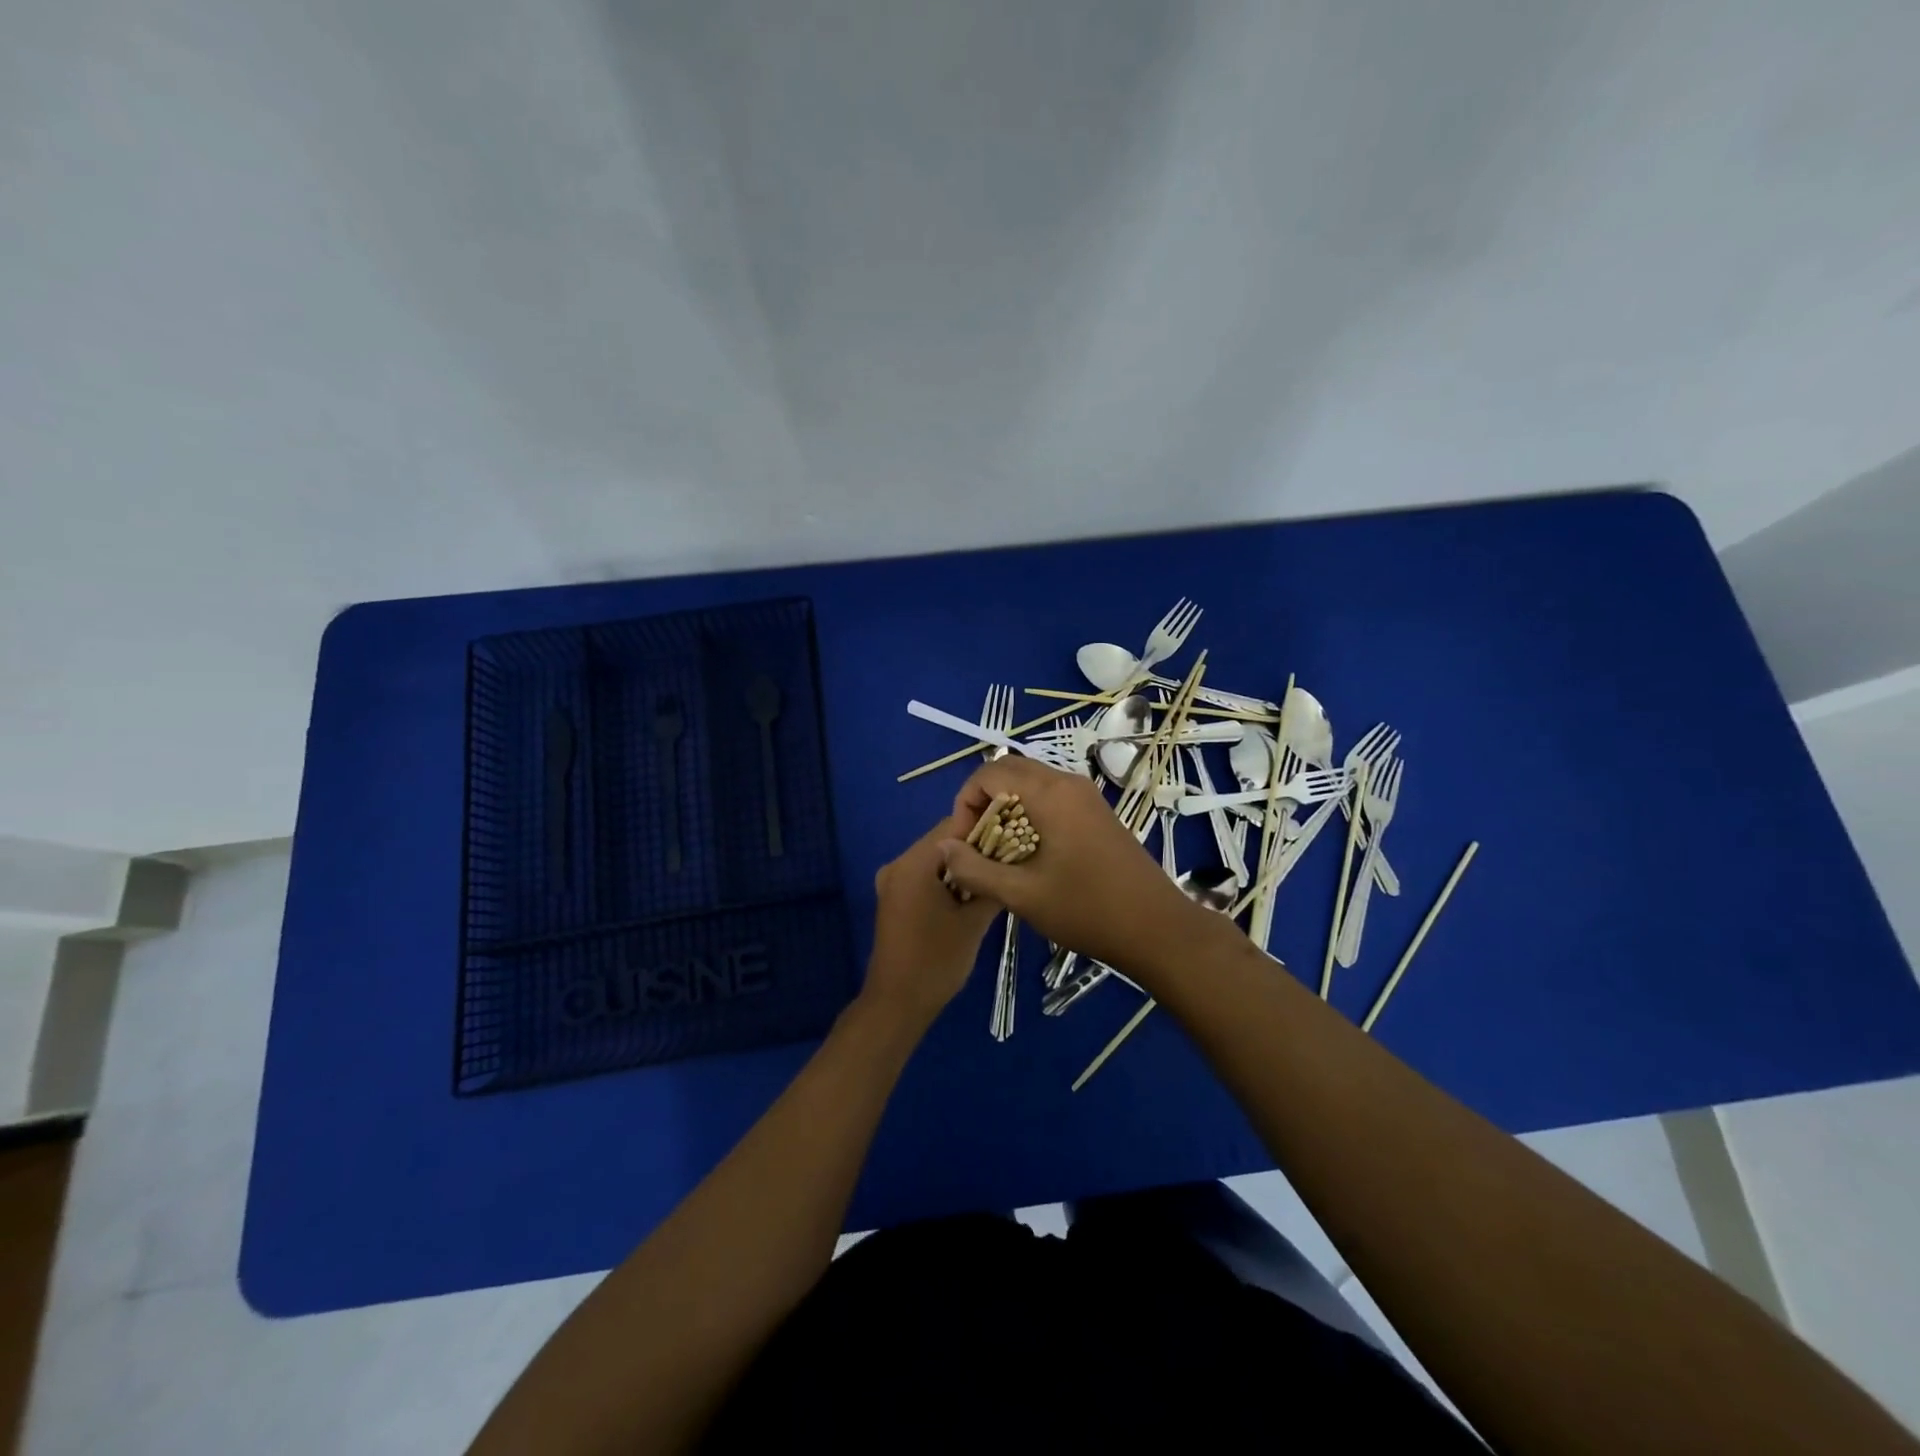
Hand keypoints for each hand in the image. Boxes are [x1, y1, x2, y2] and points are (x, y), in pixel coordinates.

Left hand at [863, 813, 1002, 1031]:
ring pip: (936, 859)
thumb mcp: (974, 922)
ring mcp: (893, 882)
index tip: (1015, 839)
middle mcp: (898, 864)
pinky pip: (925, 876)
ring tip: (995, 877)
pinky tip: (971, 895)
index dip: (986, 827)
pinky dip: (948, 879)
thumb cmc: (937, 961)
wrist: (898, 1003)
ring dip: (963, 865)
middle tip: (1009, 861)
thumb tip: (1010, 860)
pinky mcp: (894, 899)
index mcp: (914, 863)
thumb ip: (990, 884)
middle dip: (976, 847)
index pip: (954, 824)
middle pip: (944, 840)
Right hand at [935, 758, 1206, 973]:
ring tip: (1000, 852)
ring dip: (1007, 808)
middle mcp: (1068, 783)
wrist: (1157, 928)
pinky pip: (1052, 797)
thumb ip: (974, 869)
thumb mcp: (1021, 895)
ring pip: (1031, 783)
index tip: (965, 842)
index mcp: (1050, 794)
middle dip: (984, 802)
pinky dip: (1030, 814)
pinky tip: (1030, 854)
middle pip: (1010, 771)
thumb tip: (944, 847)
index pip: (990, 772)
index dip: (966, 802)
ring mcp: (1087, 796)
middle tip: (978, 844)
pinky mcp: (1097, 812)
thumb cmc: (1086, 910)